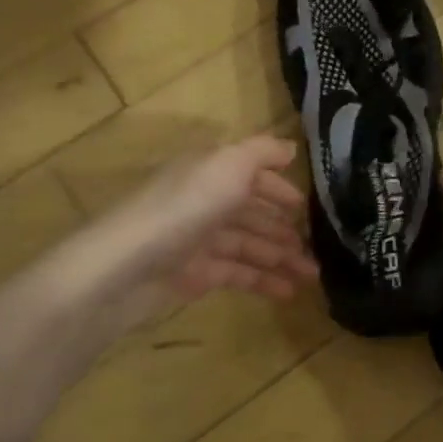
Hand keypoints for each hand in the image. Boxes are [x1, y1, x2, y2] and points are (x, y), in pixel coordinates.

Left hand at [53, 136, 317, 335]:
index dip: (278, 188)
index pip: (250, 175)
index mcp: (209, 172)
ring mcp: (198, 240)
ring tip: (311, 276)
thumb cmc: (183, 208)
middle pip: (251, 213)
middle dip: (284, 229)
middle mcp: (204, 201)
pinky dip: (263, 281)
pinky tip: (288, 292)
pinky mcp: (194, 275)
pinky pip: (237, 274)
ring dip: (281, 258)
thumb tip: (290, 149)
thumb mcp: (228, 165)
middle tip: (316, 249)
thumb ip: (261, 153)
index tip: (306, 206)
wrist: (126, 267)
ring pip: (248, 246)